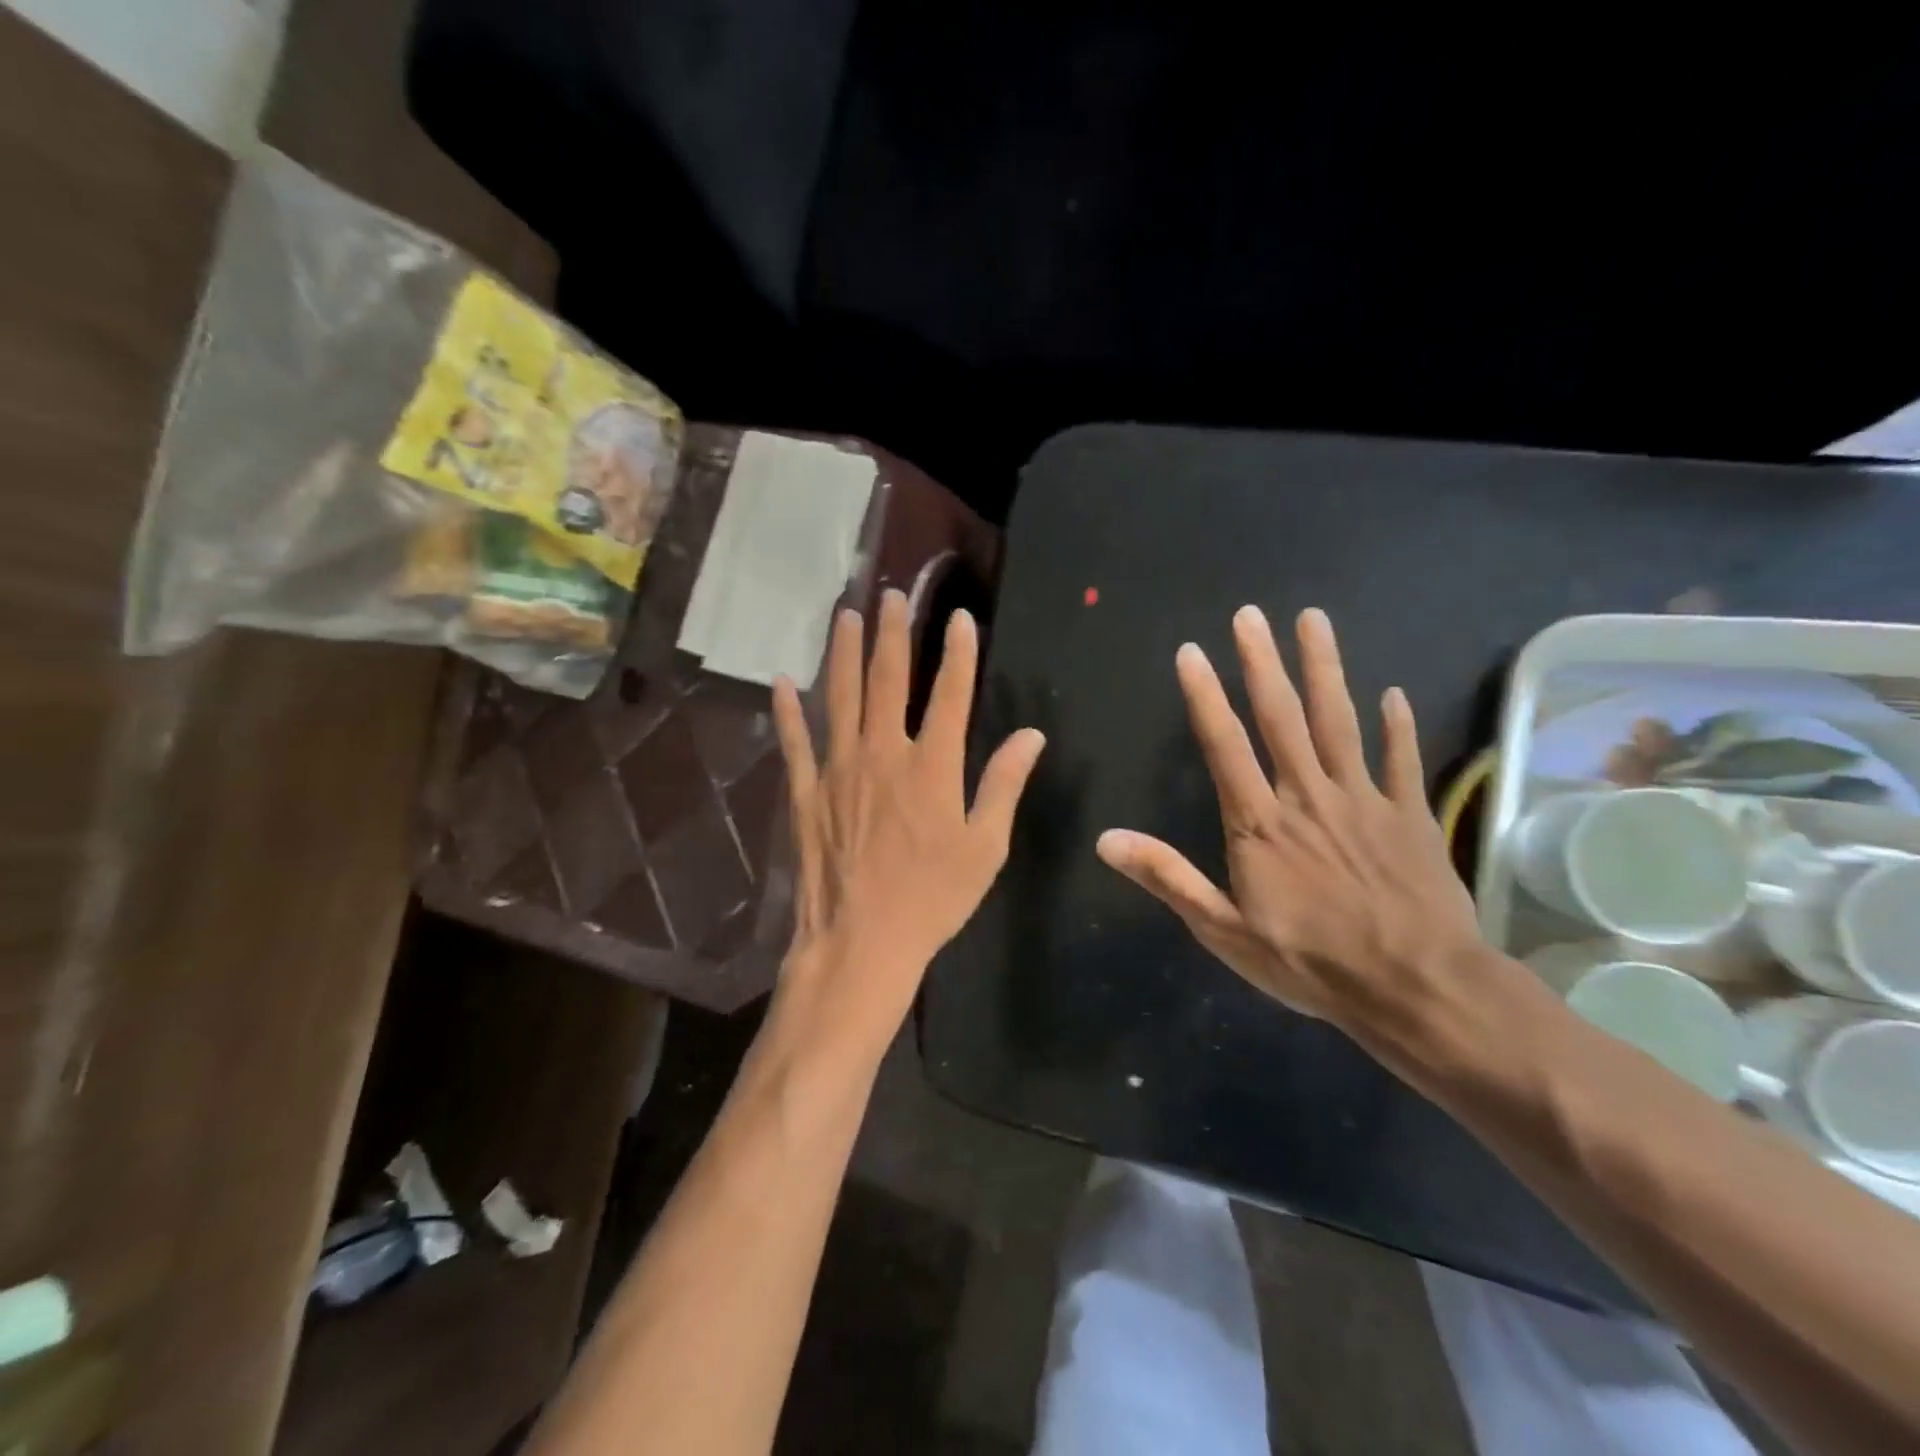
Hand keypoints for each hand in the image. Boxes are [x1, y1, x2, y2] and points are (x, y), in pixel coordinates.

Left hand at [770, 590, 1045, 1057]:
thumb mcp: (985, 848)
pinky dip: (786, 710)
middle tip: (891, 594)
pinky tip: (781, 680)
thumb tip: (1031, 735)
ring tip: (845, 613)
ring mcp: (839, 769)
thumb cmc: (932, 899)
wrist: (861, 942)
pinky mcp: (805, 791)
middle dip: (894, 634)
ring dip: (844, 652)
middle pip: (889, 680)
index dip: (959, 652)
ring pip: (841, 696)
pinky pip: (795, 741)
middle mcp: (884, 753)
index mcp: (933, 767)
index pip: (952, 694)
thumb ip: (1003, 784)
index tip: (959, 617)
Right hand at [1096, 607, 1482, 1053]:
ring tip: (1313, 621)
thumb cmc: (1311, 963)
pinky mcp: (1410, 817)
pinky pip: (1400, 761)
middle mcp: (1308, 797)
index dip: (1205, 696)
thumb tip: (1106, 839)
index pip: (1225, 746)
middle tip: (1250, 614)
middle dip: (1262, 663)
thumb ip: (1168, 877)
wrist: (1417, 988)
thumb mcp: (1223, 930)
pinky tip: (1391, 695)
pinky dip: (1396, 726)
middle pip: (1282, 718)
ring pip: (1339, 723)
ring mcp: (1364, 802)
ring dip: (1324, 669)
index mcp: (1260, 823)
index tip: (1192, 651)